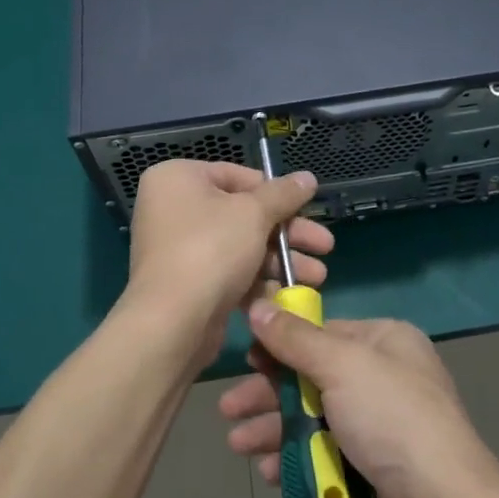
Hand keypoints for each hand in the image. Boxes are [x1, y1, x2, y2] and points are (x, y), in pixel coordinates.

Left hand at [122, 160, 333, 367]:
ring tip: (318, 276)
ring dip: (282, 260)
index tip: (306, 208)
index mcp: (178, 179)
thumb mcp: (254, 213)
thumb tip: (308, 177)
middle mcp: (173, 209)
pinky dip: (259, 281)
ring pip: (241, 246)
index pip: (236, 175)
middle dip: (287, 232)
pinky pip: (230, 273)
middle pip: (243, 213)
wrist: (173, 323)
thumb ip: (283, 194)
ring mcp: (179, 249)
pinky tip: (292, 294)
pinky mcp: (189, 284)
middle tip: (325, 245)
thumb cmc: (211, 250)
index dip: (275, 192)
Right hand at [219, 307, 498, 497]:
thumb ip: (295, 339)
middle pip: (312, 378)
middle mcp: (383, 377)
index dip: (281, 345)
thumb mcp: (341, 365)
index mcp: (385, 341)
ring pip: (314, 418)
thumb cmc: (391, 418)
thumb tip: (258, 304)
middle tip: (229, 410)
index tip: (247, 359)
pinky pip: (324, 453)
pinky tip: (269, 472)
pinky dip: (296, 459)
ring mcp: (379, 425)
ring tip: (239, 445)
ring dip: (275, 429)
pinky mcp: (372, 467)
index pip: (323, 333)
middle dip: (269, 394)